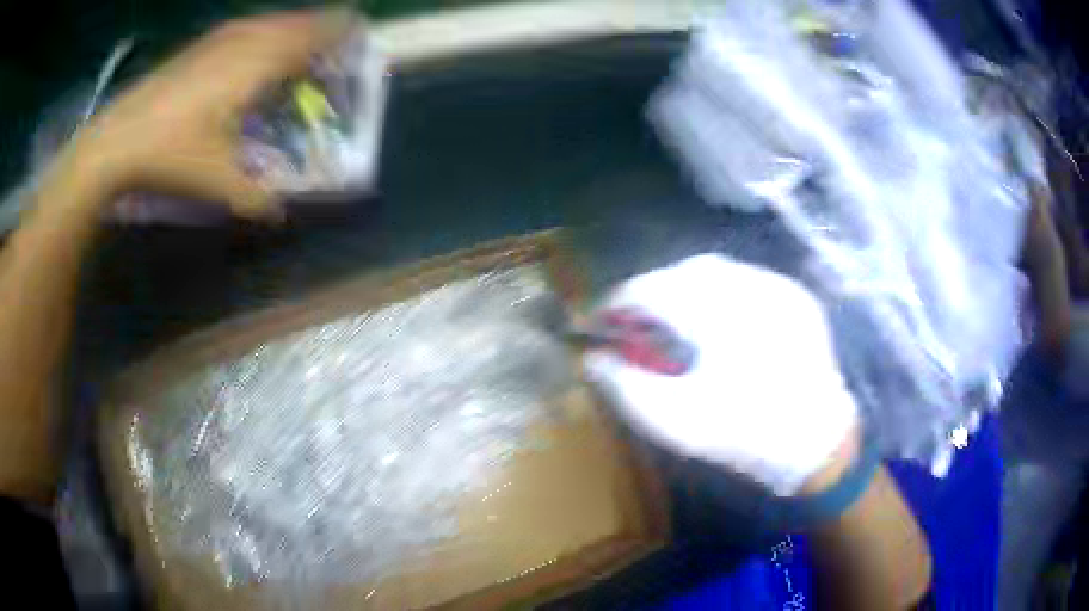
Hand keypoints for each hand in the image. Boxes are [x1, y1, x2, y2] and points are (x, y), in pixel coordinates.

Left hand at [52, 9, 354, 219]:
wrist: (116, 139)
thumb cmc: (170, 153)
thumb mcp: (216, 181)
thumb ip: (255, 196)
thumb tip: (280, 212)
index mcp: (257, 64)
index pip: (312, 34)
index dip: (339, 31)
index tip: (359, 34)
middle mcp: (244, 41)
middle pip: (295, 22)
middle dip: (320, 28)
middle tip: (334, 43)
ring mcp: (218, 39)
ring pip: (269, 22)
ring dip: (291, 28)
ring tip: (300, 44)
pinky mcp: (199, 46)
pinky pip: (245, 28)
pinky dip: (262, 33)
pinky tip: (254, 48)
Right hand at [584, 255, 858, 496]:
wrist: (817, 444)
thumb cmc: (743, 435)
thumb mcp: (674, 421)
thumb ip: (625, 386)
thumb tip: (593, 357)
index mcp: (716, 313)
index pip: (651, 289)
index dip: (619, 302)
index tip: (601, 322)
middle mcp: (749, 285)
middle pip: (683, 271)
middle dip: (655, 292)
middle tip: (640, 324)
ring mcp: (779, 287)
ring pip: (718, 271)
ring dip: (688, 288)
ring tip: (679, 322)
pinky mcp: (797, 297)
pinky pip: (748, 280)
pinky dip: (723, 292)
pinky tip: (720, 322)